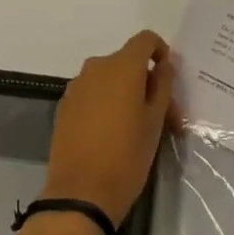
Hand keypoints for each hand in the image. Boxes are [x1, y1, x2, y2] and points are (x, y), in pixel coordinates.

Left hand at [42, 30, 180, 231]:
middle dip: (147, 82)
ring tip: (138, 129)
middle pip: (128, 62)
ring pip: (110, 79)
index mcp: (122, 66)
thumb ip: (162, 85)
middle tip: (164, 117)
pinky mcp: (64, 106)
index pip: (145, 40)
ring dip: (127, 94)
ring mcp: (76, 86)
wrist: (80, 194)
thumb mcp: (155, 121)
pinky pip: (93, 94)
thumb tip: (164, 64)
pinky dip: (107, 104)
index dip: (161, 52)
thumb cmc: (127, 156)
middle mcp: (96, 67)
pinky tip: (112, 134)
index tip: (168, 79)